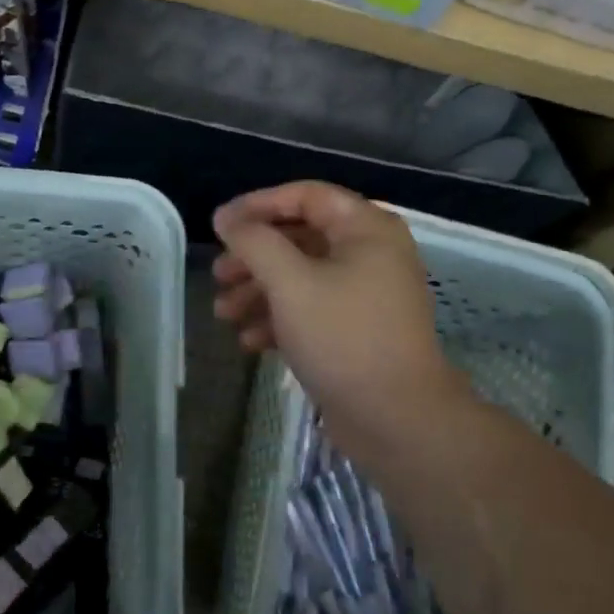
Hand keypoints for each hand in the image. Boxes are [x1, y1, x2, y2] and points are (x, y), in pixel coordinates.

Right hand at [213, 183, 470, 468]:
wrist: (395, 417)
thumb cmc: (343, 337)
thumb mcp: (290, 283)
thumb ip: (254, 242)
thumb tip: (226, 217)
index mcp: (365, 229)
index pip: (305, 196)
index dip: (258, 205)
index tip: (219, 226)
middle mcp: (370, 254)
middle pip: (299, 239)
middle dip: (253, 258)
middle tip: (218, 276)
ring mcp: (365, 294)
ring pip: (301, 278)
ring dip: (259, 292)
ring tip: (225, 314)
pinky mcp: (356, 330)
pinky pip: (312, 310)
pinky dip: (280, 320)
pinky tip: (250, 342)